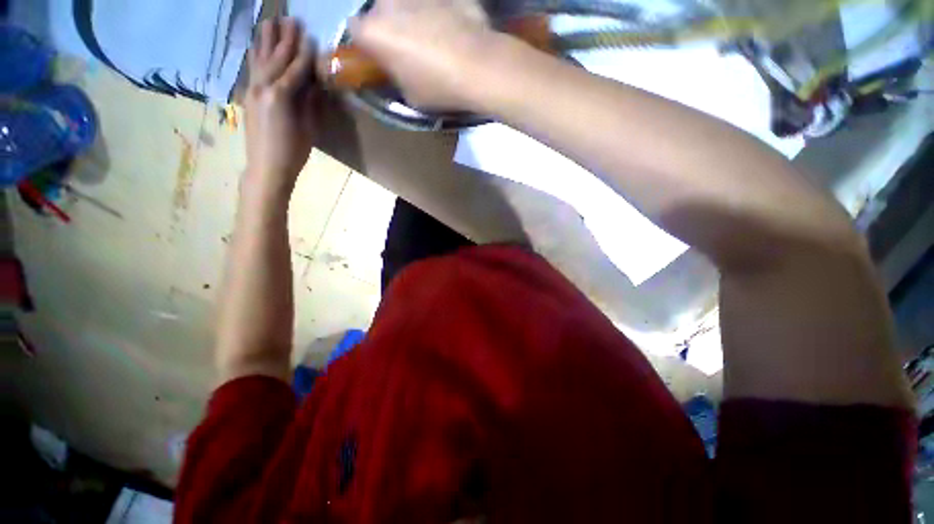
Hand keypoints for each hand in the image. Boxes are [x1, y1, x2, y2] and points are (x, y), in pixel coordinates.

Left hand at [244, 18, 320, 196]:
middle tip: (292, 19)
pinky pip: (252, 69)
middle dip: (285, 38)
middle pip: (276, 57)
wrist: (267, 167)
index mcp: (281, 96)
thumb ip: (310, 102)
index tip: (311, 36)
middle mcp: (263, 86)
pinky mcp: (248, 96)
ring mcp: (252, 90)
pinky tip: (255, 46)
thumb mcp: (309, 128)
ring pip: (260, 59)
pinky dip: (255, 55)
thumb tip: (315, 83)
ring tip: (271, 21)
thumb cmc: (294, 152)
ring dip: (267, 40)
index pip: (296, 68)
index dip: (304, 52)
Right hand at [349, 0, 496, 110]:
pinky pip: (433, 2)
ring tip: (434, 37)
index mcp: (374, 32)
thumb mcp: (410, 96)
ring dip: (413, 16)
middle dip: (390, 27)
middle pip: (380, 11)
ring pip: (406, 3)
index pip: (355, 31)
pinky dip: (438, 12)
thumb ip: (397, 76)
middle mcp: (388, 2)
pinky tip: (452, 28)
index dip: (368, 44)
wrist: (480, 66)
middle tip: (409, 48)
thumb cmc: (440, 87)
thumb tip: (399, 68)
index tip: (381, 56)